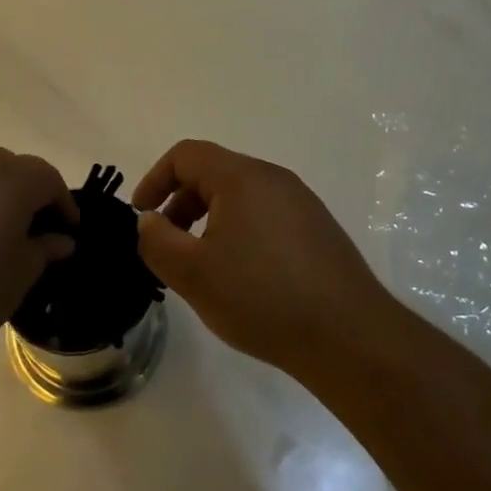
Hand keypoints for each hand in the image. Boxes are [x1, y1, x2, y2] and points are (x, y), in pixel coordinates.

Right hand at [132, 140, 395, 379]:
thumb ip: (157, 241)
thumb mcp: (193, 274)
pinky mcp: (317, 229)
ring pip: (240, 196)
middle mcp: (274, 178)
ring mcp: (301, 202)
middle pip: (214, 173)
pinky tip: (242, 277)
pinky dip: (239, 232)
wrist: (348, 335)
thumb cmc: (261, 297)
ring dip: (209, 220)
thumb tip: (149, 221)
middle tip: (167, 247)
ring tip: (202, 266)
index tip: (141, 217)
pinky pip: (265, 216)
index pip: (186, 155)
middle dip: (180, 204)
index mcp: (242, 177)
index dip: (155, 179)